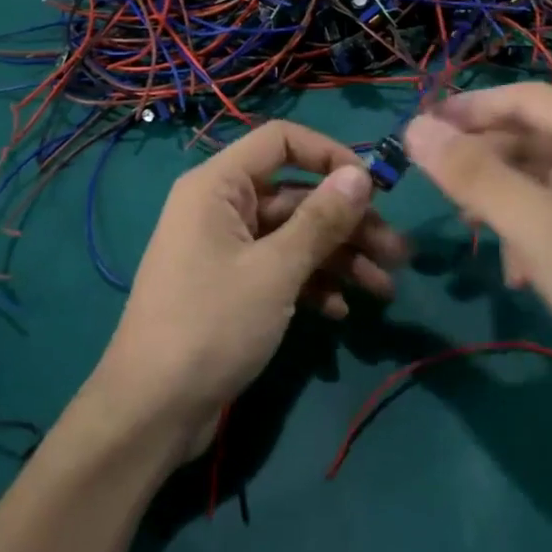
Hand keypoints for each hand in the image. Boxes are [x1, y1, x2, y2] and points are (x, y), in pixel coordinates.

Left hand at [89, 121, 407, 459]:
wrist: (153, 411)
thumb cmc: (212, 325)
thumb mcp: (275, 271)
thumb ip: (321, 220)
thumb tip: (361, 174)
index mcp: (218, 186)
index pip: (280, 140)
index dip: (329, 154)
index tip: (373, 187)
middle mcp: (219, 208)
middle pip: (295, 196)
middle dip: (348, 223)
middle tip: (399, 254)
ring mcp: (224, 249)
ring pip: (292, 237)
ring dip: (339, 258)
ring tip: (385, 289)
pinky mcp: (230, 287)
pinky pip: (278, 269)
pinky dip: (310, 284)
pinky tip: (340, 312)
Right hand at [402, 84, 551, 420]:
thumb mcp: (537, 227)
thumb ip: (473, 174)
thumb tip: (414, 127)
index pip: (526, 99)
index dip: (468, 109)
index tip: (418, 129)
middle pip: (535, 136)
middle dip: (486, 162)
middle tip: (441, 188)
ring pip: (545, 177)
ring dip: (505, 201)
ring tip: (474, 231)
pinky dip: (532, 230)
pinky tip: (519, 271)